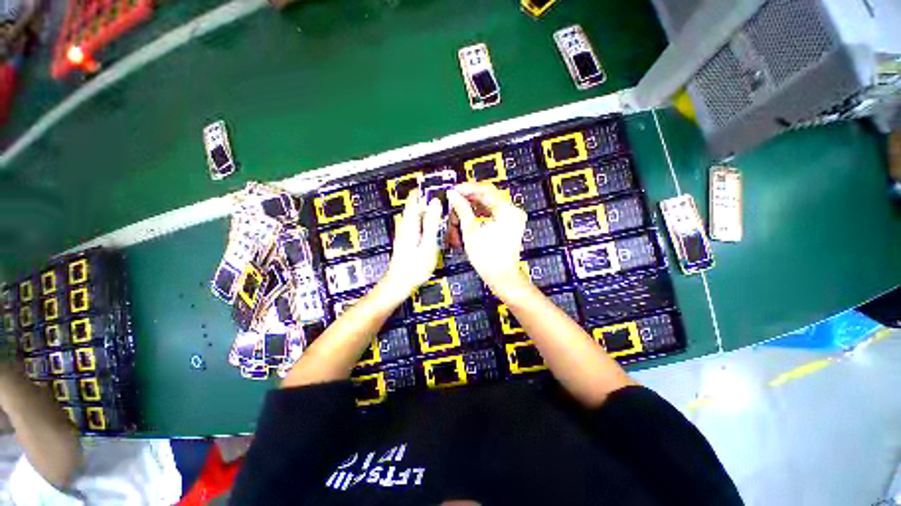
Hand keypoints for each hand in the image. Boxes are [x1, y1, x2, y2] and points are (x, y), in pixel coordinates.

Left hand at [380, 194, 442, 302]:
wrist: (399, 284)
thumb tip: (435, 203)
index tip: (440, 185)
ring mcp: (405, 231)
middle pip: (415, 204)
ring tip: (443, 211)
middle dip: (429, 198)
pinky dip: (426, 220)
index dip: (426, 189)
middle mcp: (405, 224)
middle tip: (445, 199)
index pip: (415, 198)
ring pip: (416, 213)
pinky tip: (436, 227)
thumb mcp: (427, 245)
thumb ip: (431, 223)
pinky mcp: (407, 238)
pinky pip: (417, 222)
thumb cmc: (414, 267)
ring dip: (428, 209)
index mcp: (410, 223)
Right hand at [447, 182, 530, 297]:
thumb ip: (462, 210)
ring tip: (458, 214)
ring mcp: (511, 219)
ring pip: (488, 205)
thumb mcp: (471, 232)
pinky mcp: (508, 225)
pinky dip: (479, 215)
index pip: (485, 190)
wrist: (501, 277)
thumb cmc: (489, 259)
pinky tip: (468, 219)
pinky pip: (492, 214)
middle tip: (454, 203)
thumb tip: (454, 196)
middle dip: (468, 201)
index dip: (467, 189)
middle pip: (487, 197)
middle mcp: (512, 212)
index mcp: (507, 211)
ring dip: (472, 208)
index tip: (454, 191)